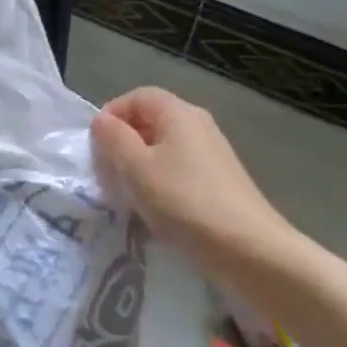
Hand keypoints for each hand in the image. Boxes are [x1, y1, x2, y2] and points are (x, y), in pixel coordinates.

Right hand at [91, 87, 298, 269]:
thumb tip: (102, 121)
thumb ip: (113, 138)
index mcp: (178, 113)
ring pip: (164, 147)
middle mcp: (199, 125)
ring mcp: (213, 154)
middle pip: (151, 120)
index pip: (137, 96)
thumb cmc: (184, 201)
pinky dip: (160, 181)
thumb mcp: (135, 167)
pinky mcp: (220, 181)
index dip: (112, 114)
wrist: (250, 250)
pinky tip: (156, 209)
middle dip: (124, 142)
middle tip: (108, 172)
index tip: (97, 146)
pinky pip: (179, 169)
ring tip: (128, 194)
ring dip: (140, 165)